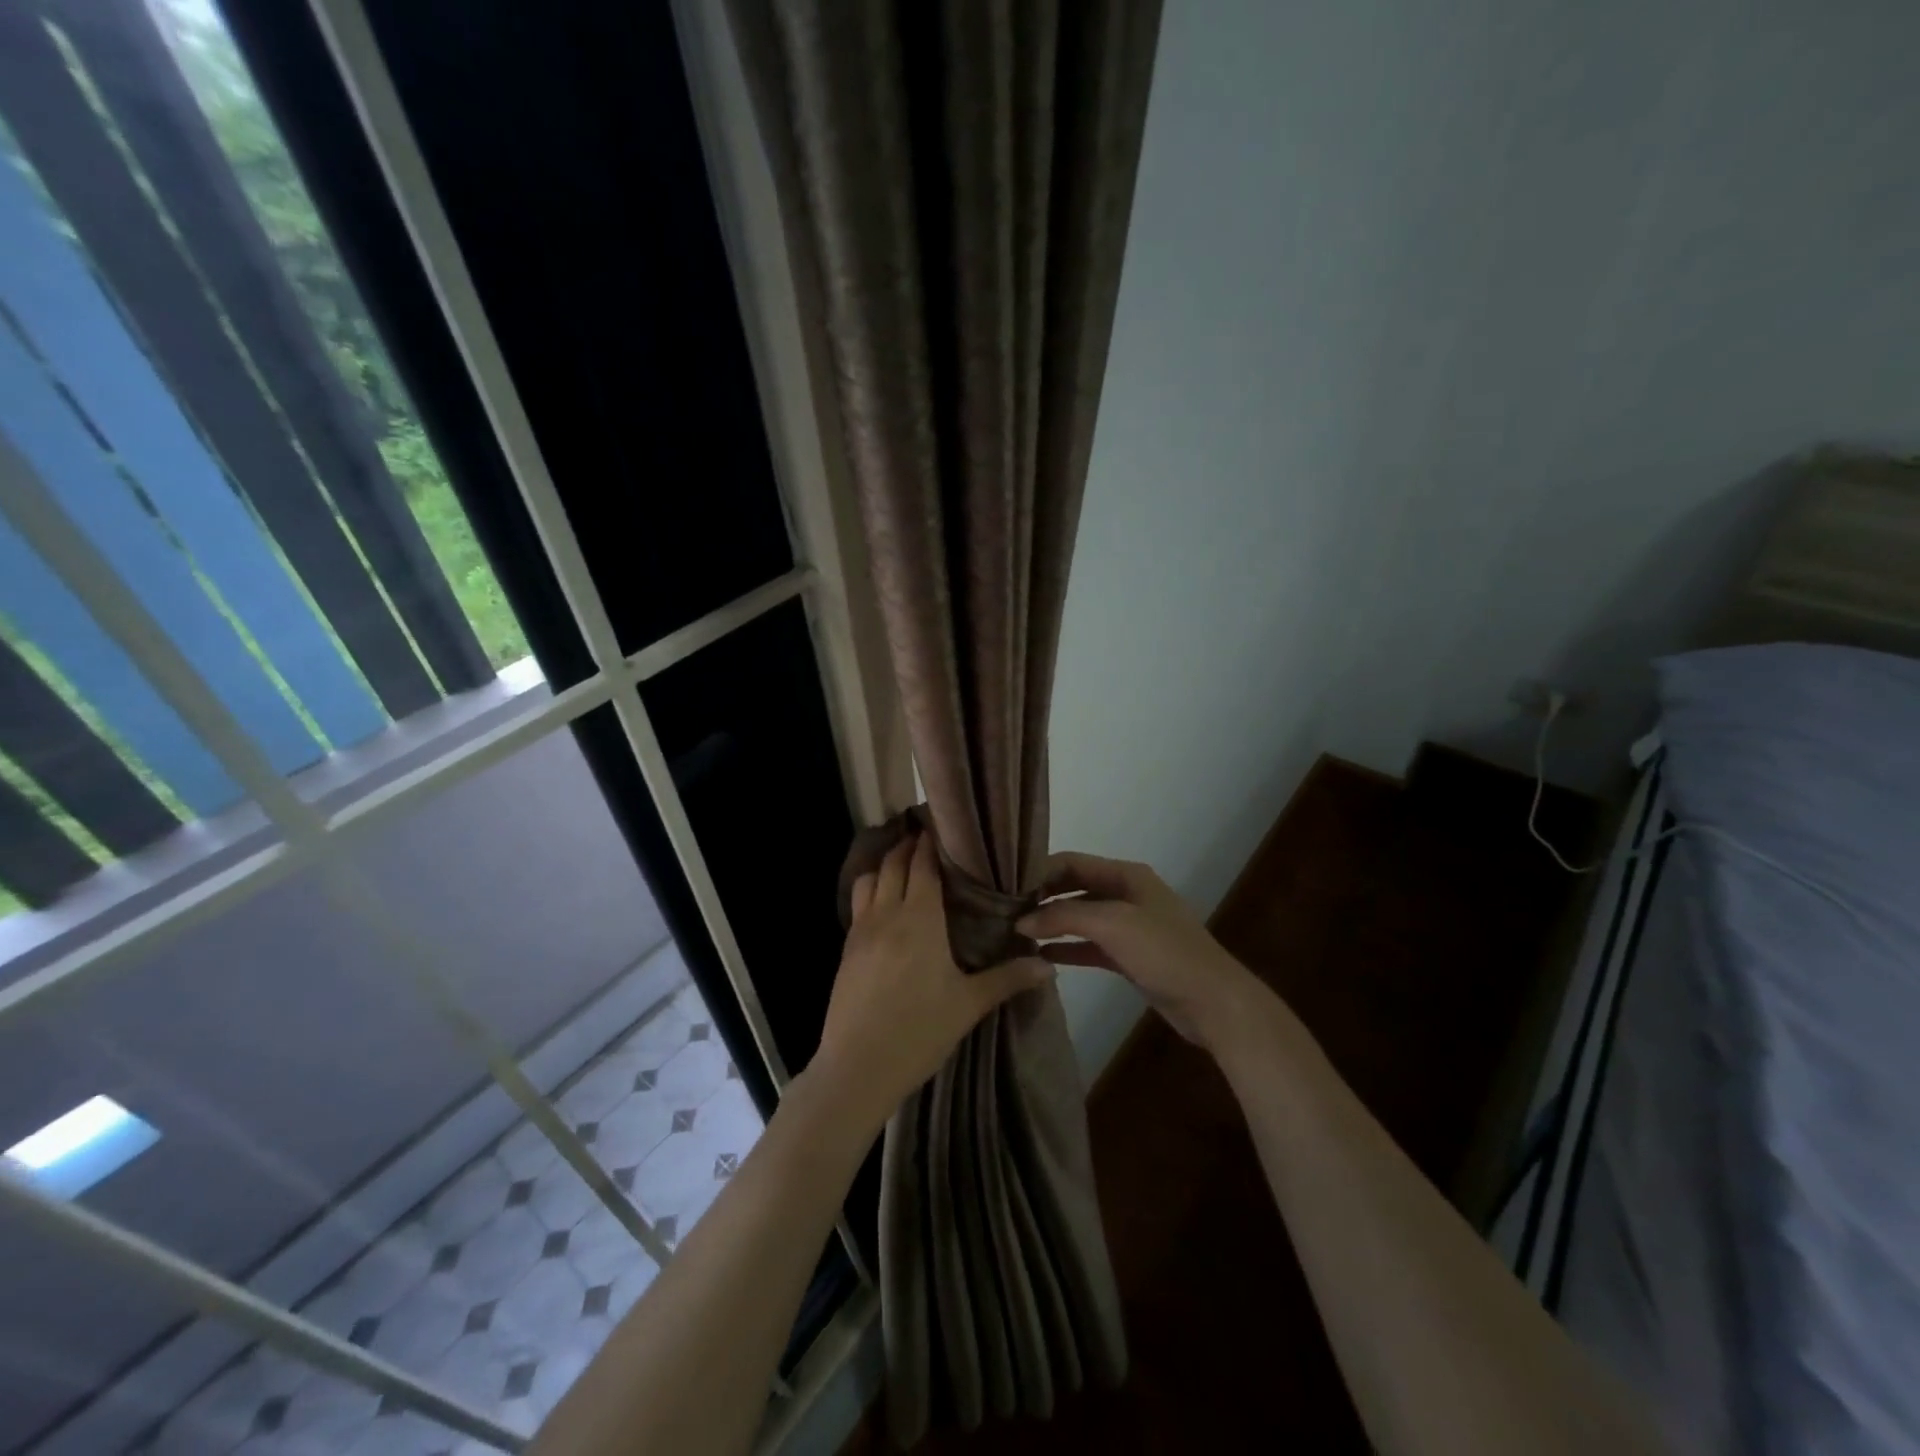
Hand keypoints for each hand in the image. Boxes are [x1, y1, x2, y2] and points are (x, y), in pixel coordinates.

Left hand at [814, 832, 1052, 1130]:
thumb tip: (1049, 966)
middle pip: (893, 864)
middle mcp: (887, 914)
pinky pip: (858, 905)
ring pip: (868, 880)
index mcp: (919, 918)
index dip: (931, 842)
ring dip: (884, 865)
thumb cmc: (918, 1032)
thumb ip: (1008, 979)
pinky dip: (871, 891)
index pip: (923, 864)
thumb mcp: (969, 1005)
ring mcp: (860, 931)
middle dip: (907, 845)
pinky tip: (884, 907)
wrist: (856, 1068)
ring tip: (902, 865)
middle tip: (925, 835)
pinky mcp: (846, 951)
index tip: (941, 825)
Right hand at [1018, 851, 1265, 1051]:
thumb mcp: (1112, 925)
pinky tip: (1040, 957)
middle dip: (1042, 898)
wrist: (1214, 1002)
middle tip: (1004, 912)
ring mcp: (1128, 927)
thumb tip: (1021, 921)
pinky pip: (1089, 946)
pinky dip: (1066, 949)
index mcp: (1126, 875)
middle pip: (1074, 888)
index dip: (1040, 872)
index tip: (1006, 887)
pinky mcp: (1128, 957)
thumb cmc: (1164, 952)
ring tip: (1014, 934)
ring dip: (1051, 924)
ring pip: (1080, 918)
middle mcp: (1126, 894)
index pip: (1072, 862)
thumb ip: (1064, 917)